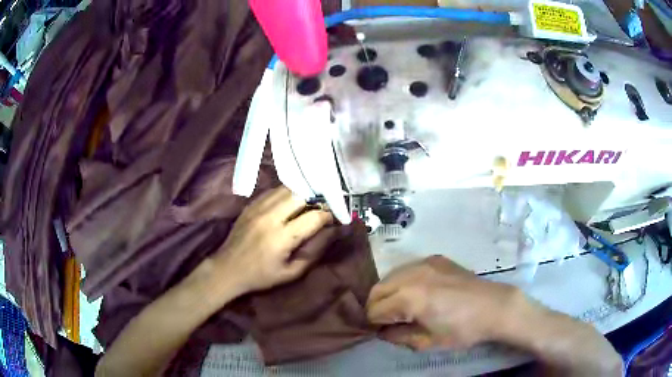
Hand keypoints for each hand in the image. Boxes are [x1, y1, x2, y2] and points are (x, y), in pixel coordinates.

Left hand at [211, 186, 332, 295]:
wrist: (228, 268)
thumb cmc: (261, 276)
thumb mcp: (291, 272)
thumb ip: (314, 252)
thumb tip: (332, 233)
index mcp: (281, 238)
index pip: (314, 217)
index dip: (329, 216)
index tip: (334, 220)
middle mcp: (270, 217)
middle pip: (301, 195)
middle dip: (316, 200)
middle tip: (321, 209)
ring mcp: (258, 208)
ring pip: (287, 189)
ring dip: (302, 194)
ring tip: (308, 204)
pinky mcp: (251, 204)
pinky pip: (273, 191)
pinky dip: (286, 194)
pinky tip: (289, 203)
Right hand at [366, 256, 523, 349]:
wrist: (495, 307)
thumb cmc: (463, 330)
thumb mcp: (428, 342)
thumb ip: (398, 337)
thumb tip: (382, 332)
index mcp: (410, 298)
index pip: (375, 310)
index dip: (374, 323)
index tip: (381, 331)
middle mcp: (412, 275)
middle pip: (377, 289)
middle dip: (376, 306)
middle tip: (387, 321)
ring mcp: (424, 263)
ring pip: (390, 276)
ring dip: (388, 292)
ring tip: (401, 306)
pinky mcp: (435, 259)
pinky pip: (408, 268)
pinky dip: (403, 281)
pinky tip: (417, 292)